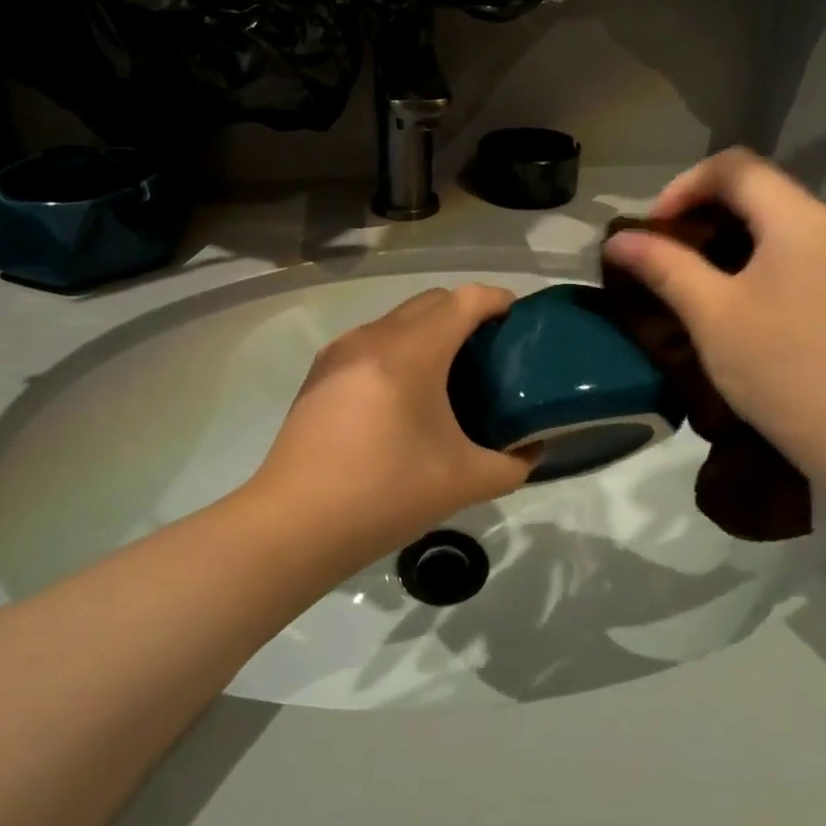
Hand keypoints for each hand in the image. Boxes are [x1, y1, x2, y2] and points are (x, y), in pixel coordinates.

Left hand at [242, 285, 535, 570]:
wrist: (294, 525)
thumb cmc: (384, 495)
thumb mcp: (464, 483)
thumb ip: (512, 464)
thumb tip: (531, 449)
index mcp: (411, 353)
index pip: (463, 300)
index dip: (496, 300)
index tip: (519, 320)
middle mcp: (373, 337)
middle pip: (431, 301)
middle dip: (466, 312)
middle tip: (491, 349)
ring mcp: (341, 351)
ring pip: (398, 319)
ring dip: (429, 329)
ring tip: (451, 371)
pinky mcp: (320, 371)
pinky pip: (372, 340)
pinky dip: (399, 347)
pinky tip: (405, 392)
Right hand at [602, 148, 825, 489]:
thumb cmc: (782, 369)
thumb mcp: (711, 314)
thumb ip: (664, 266)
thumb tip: (618, 239)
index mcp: (797, 219)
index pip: (733, 166)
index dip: (683, 186)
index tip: (653, 229)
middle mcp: (825, 225)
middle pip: (753, 186)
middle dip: (698, 206)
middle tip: (661, 247)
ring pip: (769, 216)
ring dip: (720, 231)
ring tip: (683, 268)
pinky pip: (785, 245)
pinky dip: (746, 252)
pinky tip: (723, 290)